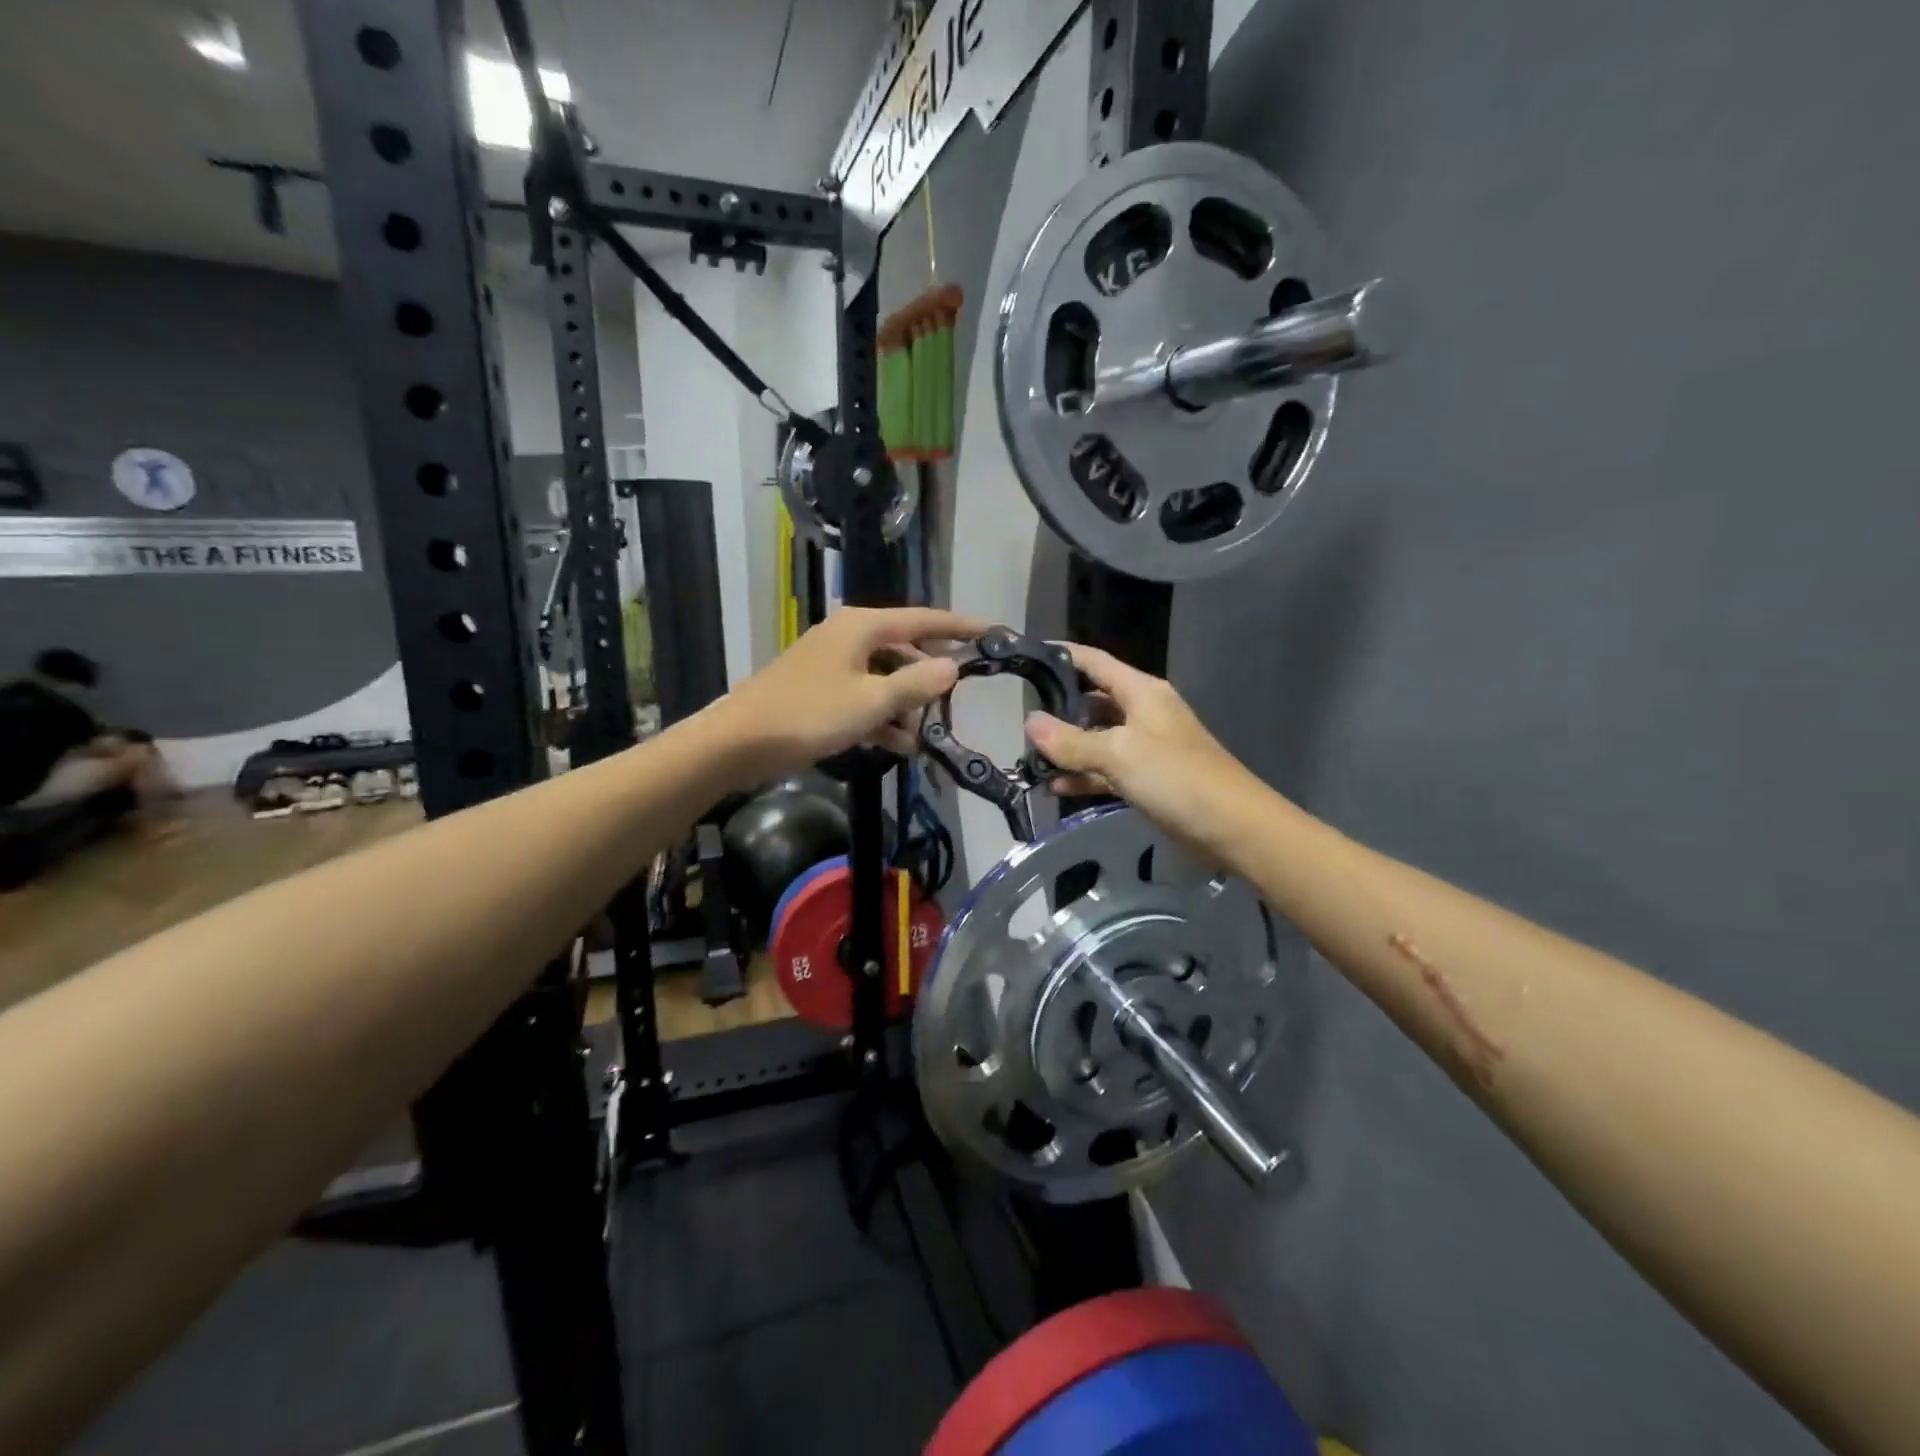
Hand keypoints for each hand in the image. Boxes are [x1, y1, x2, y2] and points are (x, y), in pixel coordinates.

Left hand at [723, 606, 987, 773]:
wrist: (738, 742)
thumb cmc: (809, 715)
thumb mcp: (872, 701)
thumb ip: (916, 683)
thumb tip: (953, 667)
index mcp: (862, 627)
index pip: (924, 619)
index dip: (960, 627)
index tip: (993, 633)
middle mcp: (849, 637)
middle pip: (905, 648)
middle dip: (930, 675)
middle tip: (958, 698)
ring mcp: (832, 664)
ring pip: (884, 677)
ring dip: (906, 704)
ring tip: (926, 734)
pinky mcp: (820, 691)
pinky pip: (864, 696)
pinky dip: (882, 716)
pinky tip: (899, 744)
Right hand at [1024, 644, 1260, 851]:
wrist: (1231, 826)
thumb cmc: (1176, 777)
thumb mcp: (1118, 753)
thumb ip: (1071, 741)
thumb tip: (1030, 722)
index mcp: (1141, 692)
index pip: (1095, 662)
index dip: (1062, 655)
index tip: (1026, 656)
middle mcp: (1142, 713)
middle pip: (1092, 701)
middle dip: (1058, 709)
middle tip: (1019, 718)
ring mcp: (1144, 747)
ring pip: (1097, 739)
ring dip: (1068, 749)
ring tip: (1030, 759)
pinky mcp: (1146, 778)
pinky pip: (1106, 770)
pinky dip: (1084, 776)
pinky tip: (1056, 788)